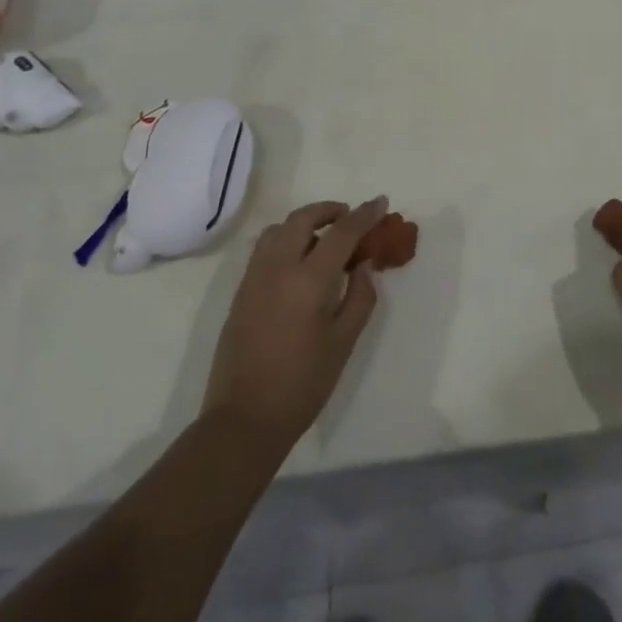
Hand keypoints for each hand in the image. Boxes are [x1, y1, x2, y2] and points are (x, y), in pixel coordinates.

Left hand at [201, 198, 385, 449]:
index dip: (364, 214)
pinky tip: (300, 262)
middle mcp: (278, 268)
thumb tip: (363, 264)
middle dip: (328, 210)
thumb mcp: (344, 342)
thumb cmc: (303, 384)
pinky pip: (264, 249)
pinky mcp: (240, 292)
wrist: (245, 419)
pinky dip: (285, 240)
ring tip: (323, 238)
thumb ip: (360, 296)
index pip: (342, 233)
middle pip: (302, 219)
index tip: (380, 202)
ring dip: (303, 223)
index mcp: (308, 280)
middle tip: (349, 217)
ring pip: (278, 229)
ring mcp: (254, 278)